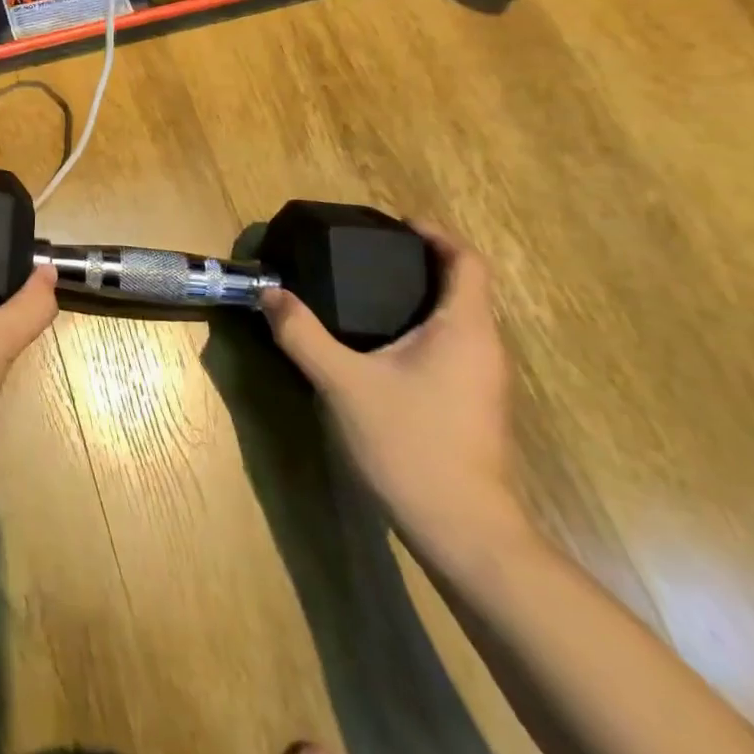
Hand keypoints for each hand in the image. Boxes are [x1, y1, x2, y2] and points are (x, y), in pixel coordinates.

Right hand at [260, 225, 524, 560]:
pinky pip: (451, 345)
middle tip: (367, 254)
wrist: (462, 530)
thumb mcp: (342, 383)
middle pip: (463, 287)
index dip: (436, 235)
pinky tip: (380, 342)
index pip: (467, 263)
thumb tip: (270, 293)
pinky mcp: (471, 404)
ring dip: (421, 296)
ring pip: (458, 319)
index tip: (396, 223)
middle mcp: (483, 347)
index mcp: (463, 330)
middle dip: (421, 263)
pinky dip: (422, 326)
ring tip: (367, 290)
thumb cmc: (409, 444)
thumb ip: (302, 333)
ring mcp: (482, 380)